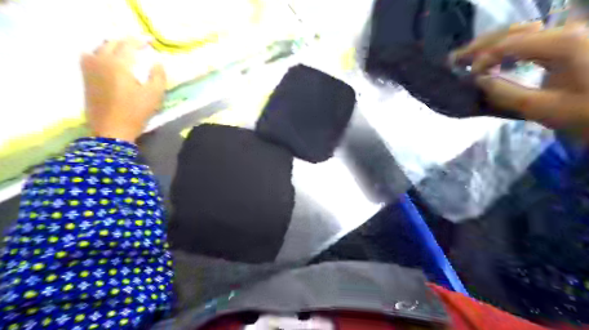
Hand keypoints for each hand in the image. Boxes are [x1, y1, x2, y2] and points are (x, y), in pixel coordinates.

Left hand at [80, 38, 164, 142]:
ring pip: (99, 47)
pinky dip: (99, 52)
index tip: (152, 41)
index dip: (141, 40)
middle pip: (112, 43)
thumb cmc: (135, 112)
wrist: (111, 130)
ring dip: (113, 45)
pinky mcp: (86, 77)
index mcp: (119, 64)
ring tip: (125, 51)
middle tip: (140, 45)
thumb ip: (158, 76)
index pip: (129, 44)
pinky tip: (107, 59)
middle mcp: (100, 61)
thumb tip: (157, 62)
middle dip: (127, 41)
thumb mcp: (154, 95)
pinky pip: (89, 56)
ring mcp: (90, 68)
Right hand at [452, 21, 588, 137]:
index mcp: (561, 44)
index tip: (468, 79)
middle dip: (480, 45)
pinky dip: (509, 49)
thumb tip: (479, 81)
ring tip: (470, 58)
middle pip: (513, 31)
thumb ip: (506, 93)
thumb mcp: (544, 109)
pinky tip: (498, 60)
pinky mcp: (573, 45)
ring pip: (522, 32)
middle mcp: (566, 31)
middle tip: (455, 59)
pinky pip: (533, 40)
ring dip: (493, 45)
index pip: (507, 44)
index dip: (481, 59)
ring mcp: (571, 35)